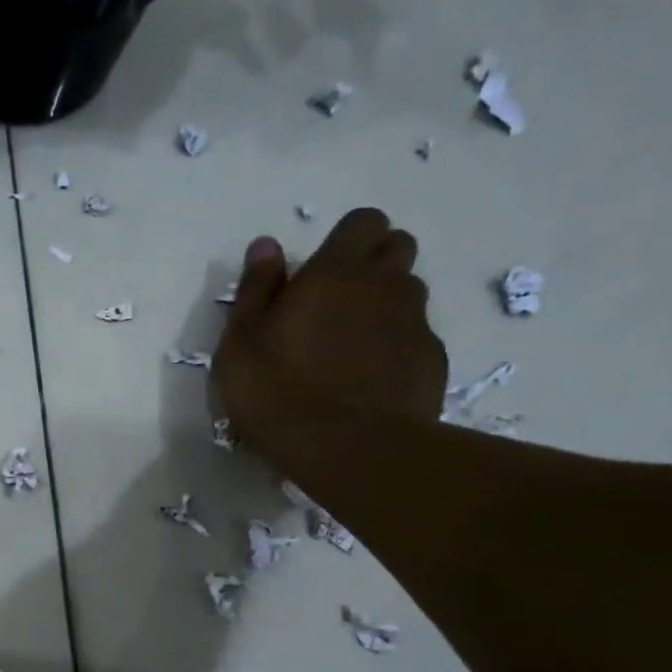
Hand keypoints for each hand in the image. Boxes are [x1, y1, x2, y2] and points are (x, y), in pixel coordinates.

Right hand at [214, 208, 448, 457]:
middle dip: (373, 263)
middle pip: (396, 247)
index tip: (320, 271)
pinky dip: (397, 347)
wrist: (348, 449)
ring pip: (409, 292)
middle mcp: (384, 285)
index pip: (362, 222)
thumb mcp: (240, 344)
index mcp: (335, 273)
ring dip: (385, 305)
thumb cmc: (279, 394)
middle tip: (337, 303)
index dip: (346, 240)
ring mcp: (415, 322)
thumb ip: (255, 290)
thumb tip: (266, 245)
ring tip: (352, 347)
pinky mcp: (431, 359)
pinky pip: (416, 337)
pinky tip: (371, 380)